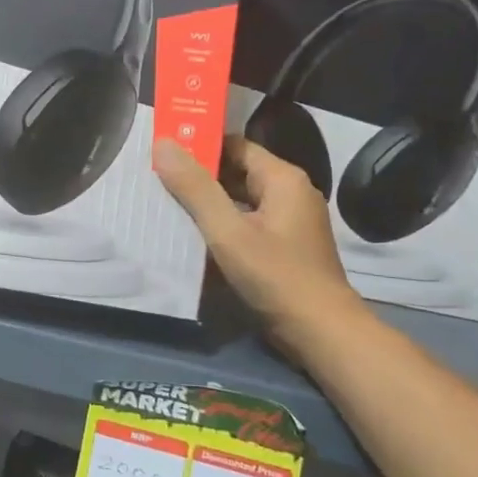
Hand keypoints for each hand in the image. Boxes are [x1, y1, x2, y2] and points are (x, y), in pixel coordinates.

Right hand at [154, 134, 364, 350]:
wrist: (322, 333)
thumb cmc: (276, 276)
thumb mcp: (228, 231)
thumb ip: (195, 188)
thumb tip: (163, 143)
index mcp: (282, 179)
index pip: (234, 145)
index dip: (198, 145)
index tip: (162, 151)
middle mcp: (290, 193)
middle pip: (236, 171)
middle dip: (198, 175)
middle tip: (155, 177)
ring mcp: (289, 221)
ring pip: (239, 199)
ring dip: (207, 202)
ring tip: (165, 203)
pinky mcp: (284, 246)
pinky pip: (246, 222)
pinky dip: (221, 224)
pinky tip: (192, 234)